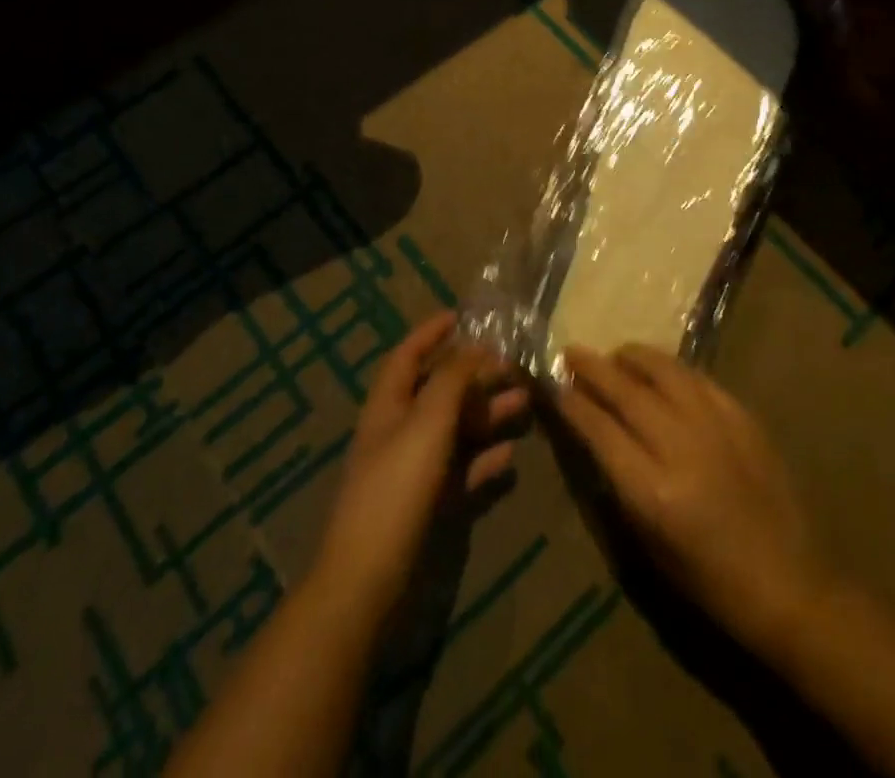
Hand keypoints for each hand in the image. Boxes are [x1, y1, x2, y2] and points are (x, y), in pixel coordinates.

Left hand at [312, 313, 527, 623]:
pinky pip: (462, 471)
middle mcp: (399, 431)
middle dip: (474, 375)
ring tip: (525, 402)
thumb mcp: (426, 423)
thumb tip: (477, 347)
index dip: (430, 333)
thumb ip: (453, 381)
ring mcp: (413, 470)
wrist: (368, 580)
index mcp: (388, 405)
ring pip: (456, 430)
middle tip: (512, 364)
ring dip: (487, 414)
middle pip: (439, 392)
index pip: (407, 356)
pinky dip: (485, 460)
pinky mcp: (428, 506)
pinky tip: (511, 455)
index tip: (460, 315)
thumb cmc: (395, 488)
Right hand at [556, 344, 830, 660]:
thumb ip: (617, 482)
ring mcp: (716, 426)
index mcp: (653, 491)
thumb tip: (592, 433)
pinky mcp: (742, 417)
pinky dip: (671, 369)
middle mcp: (681, 447)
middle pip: (626, 391)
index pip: (599, 429)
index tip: (552, 384)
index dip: (572, 403)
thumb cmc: (709, 581)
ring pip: (664, 371)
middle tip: (571, 352)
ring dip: (632, 357)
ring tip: (615, 354)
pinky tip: (660, 370)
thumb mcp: (648, 544)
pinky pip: (698, 378)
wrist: (790, 585)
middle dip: (593, 368)